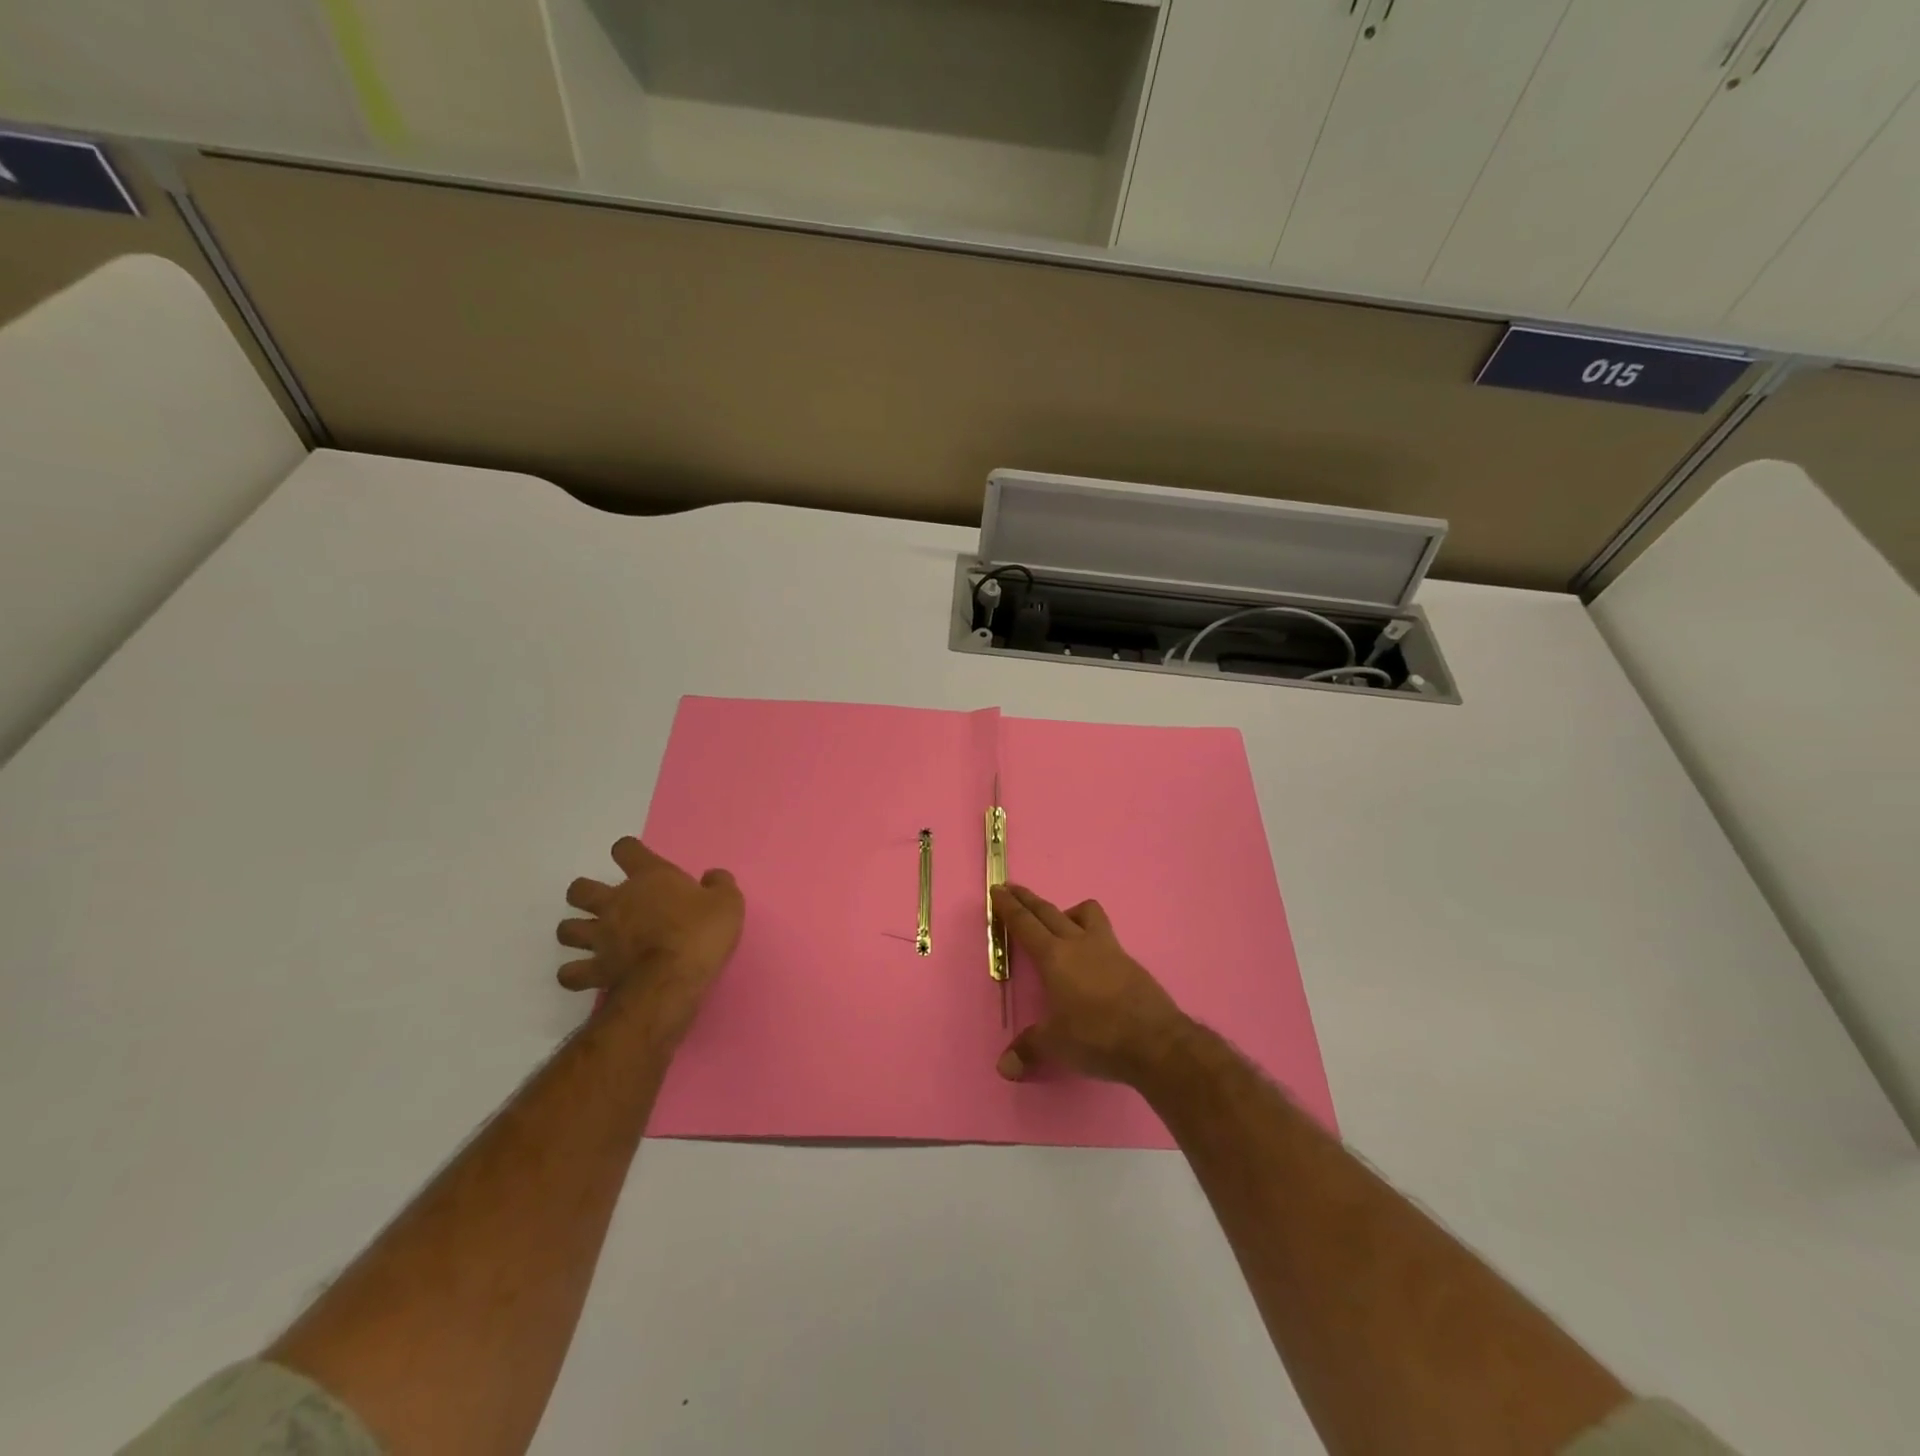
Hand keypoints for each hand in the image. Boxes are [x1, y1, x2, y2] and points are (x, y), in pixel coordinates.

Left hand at [556, 837, 743, 1039]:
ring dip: (575, 931)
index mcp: (650, 877)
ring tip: (590, 937)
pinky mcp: (595, 970)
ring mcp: (601, 937)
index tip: (635, 859)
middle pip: (580, 889)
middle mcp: (617, 902)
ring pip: (566, 929)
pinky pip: (569, 973)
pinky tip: (585, 973)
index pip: (626, 849)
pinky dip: (574, 973)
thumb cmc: (701, 933)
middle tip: (606, 903)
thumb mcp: (728, 902)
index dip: (628, 851)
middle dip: (586, 894)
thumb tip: (712, 876)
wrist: (673, 979)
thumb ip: (719, 884)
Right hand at [992, 883, 1192, 1087]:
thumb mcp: (1056, 1045)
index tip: (999, 889)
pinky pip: (1105, 934)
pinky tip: (1092, 957)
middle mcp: (1079, 943)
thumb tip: (1004, 1067)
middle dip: (1028, 899)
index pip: (1025, 924)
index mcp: (1054, 957)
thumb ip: (1028, 1049)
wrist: (1155, 1041)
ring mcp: (1108, 948)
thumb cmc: (1096, 1037)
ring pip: (1086, 913)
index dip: (1009, 907)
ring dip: (1068, 911)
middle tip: (1013, 888)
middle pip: (1049, 912)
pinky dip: (1092, 935)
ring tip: (1060, 923)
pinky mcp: (1129, 961)